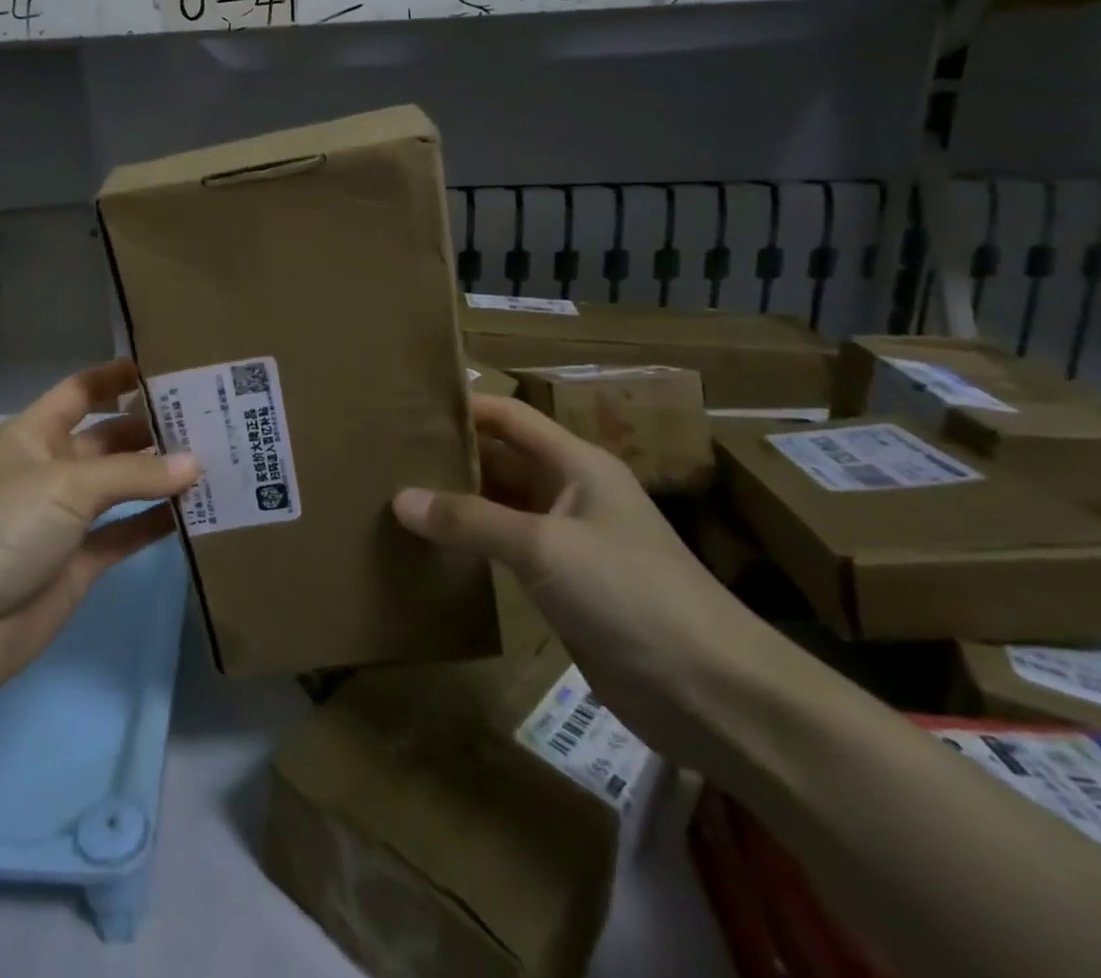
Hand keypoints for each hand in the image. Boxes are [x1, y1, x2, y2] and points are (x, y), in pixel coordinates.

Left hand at [0, 359, 198, 709]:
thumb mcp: (65, 485)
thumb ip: (133, 473)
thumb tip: (196, 463)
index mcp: (36, 434)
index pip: (82, 391)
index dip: (118, 377)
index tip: (169, 368)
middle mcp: (53, 469)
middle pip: (111, 439)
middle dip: (154, 429)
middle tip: (213, 420)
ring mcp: (67, 518)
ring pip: (124, 487)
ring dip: (162, 477)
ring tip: (218, 461)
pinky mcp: (81, 563)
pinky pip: (126, 533)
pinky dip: (157, 523)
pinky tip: (197, 513)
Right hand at [392, 394, 774, 771]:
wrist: (713, 693)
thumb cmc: (631, 594)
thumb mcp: (544, 547)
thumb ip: (470, 520)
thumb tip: (400, 499)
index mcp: (576, 464)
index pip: (509, 418)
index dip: (463, 407)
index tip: (406, 407)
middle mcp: (570, 492)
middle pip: (501, 459)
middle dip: (450, 457)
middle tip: (386, 455)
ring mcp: (568, 540)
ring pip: (500, 506)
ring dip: (457, 502)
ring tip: (394, 495)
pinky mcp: (564, 586)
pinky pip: (506, 550)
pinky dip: (471, 544)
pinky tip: (431, 548)